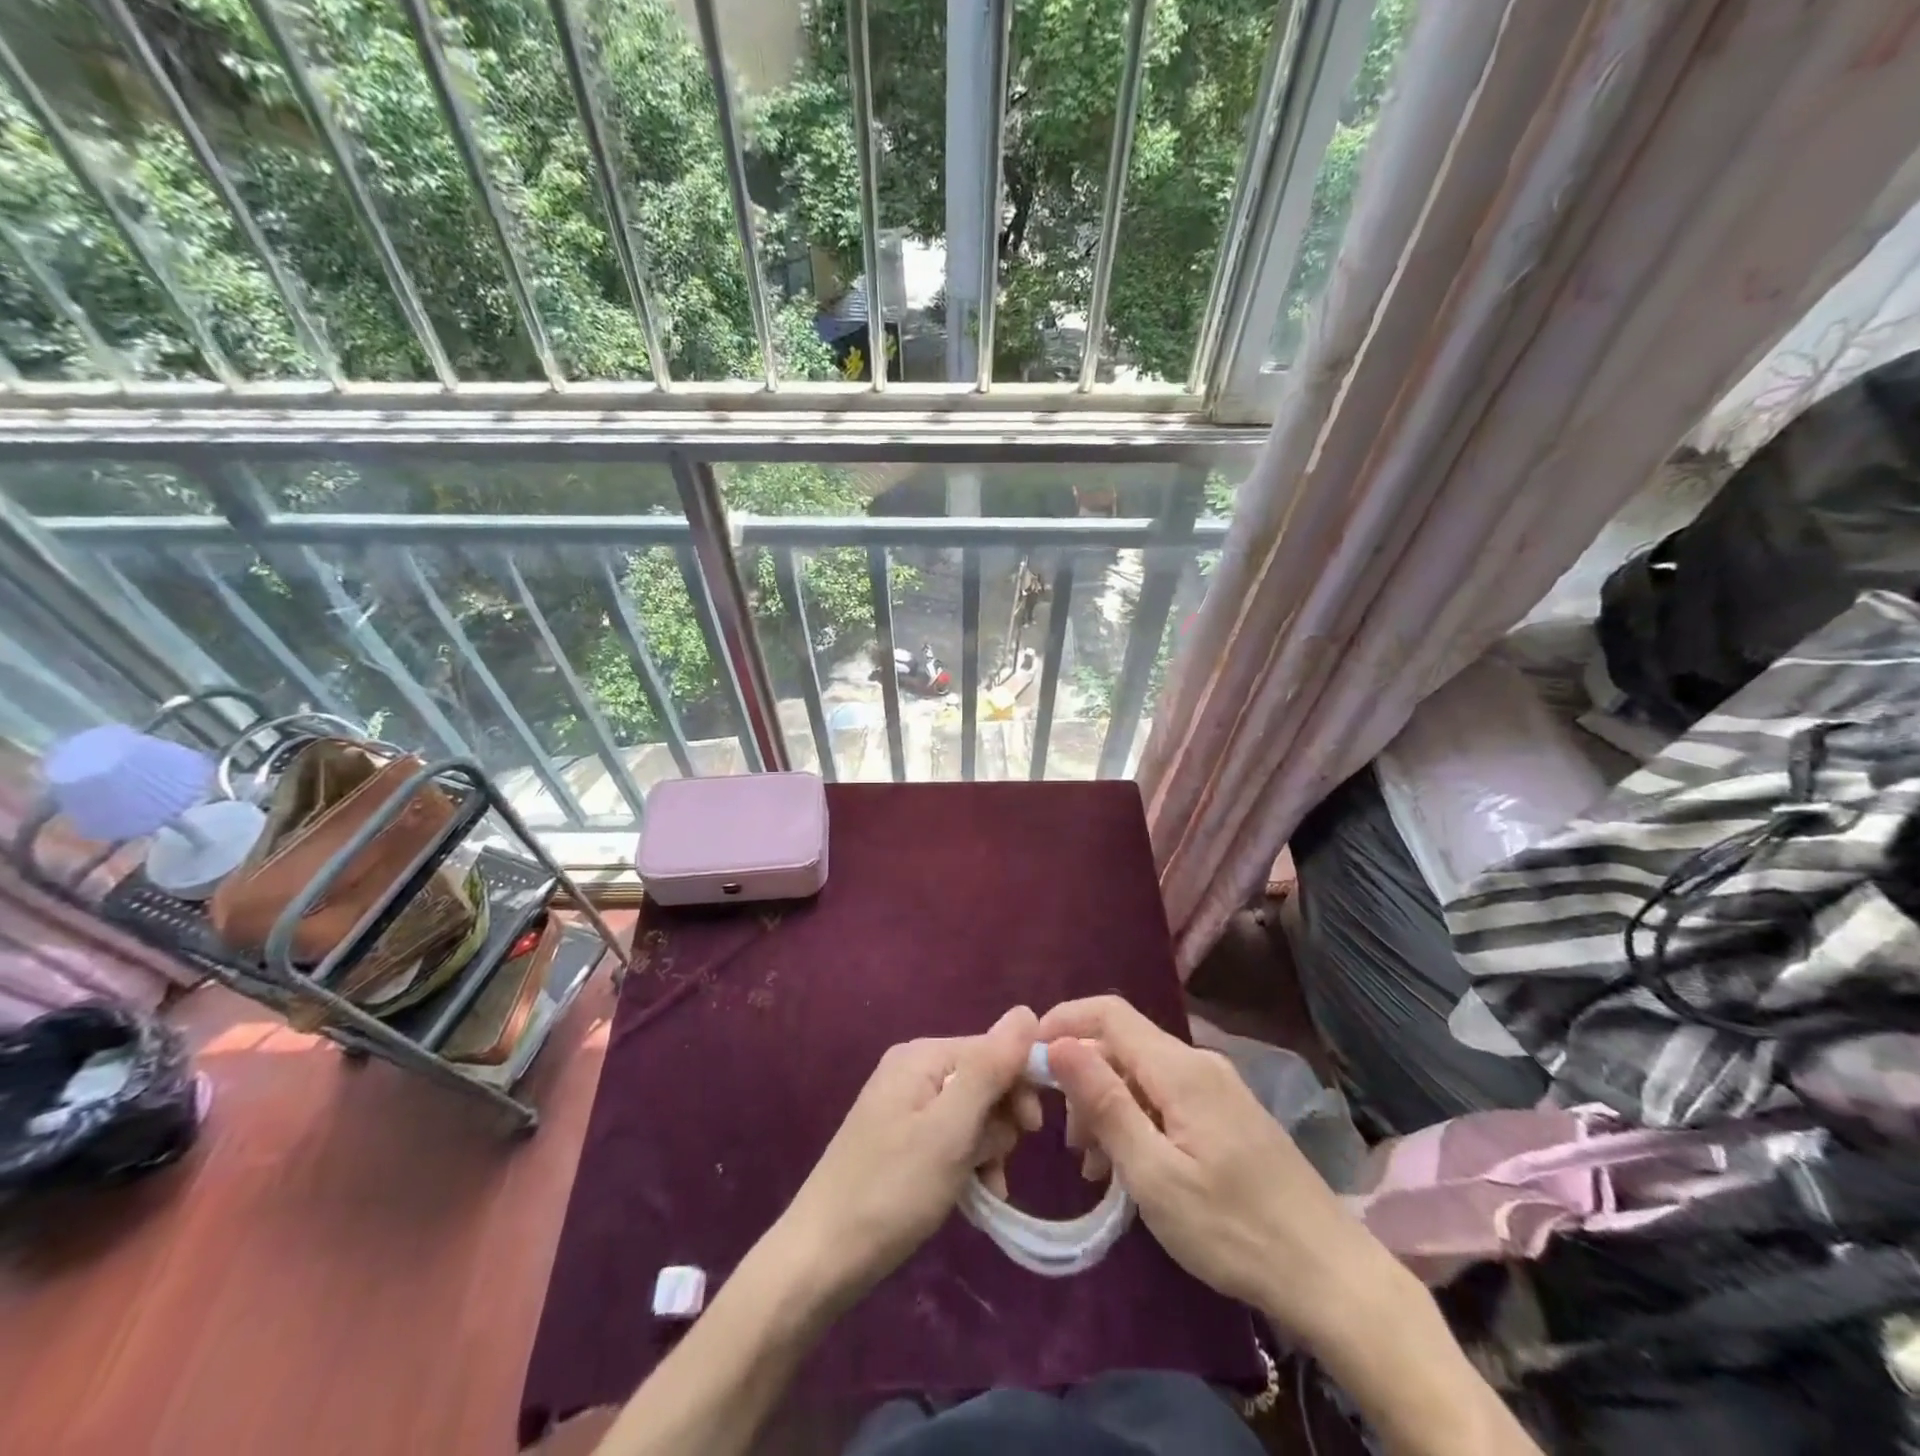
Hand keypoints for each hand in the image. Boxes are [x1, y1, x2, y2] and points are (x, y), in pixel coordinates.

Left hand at [777, 1007, 1042, 1301]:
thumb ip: (990, 1068)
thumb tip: (1028, 1011)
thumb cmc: (892, 1190)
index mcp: (922, 1055)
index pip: (993, 1049)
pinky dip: (968, 1162)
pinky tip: (975, 1194)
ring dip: (987, 1148)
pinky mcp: (901, 1139)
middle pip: (984, 1080)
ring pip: (972, 1114)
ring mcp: (904, 1105)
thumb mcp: (950, 1129)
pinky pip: (951, 1137)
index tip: (1031, 1131)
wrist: (820, 1258)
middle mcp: (913, 1069)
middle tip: (998, 1164)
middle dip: (1001, 1123)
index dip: (1020, 1084)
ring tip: (986, 1188)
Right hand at [1038, 996, 1402, 1353]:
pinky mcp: (1227, 1114)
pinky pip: (1166, 1097)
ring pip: (1142, 1074)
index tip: (1028, 1057)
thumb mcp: (1154, 1174)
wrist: (1330, 1275)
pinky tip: (1131, 1167)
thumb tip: (1058, 1043)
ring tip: (1095, 1168)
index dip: (1064, 1021)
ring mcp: (1216, 1087)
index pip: (1109, 1013)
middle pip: (1123, 1045)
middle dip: (1084, 1079)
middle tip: (1068, 1142)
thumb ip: (1104, 1103)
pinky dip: (1137, 1120)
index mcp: (1179, 1069)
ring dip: (1109, 1107)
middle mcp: (1198, 1063)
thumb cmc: (1232, 1228)